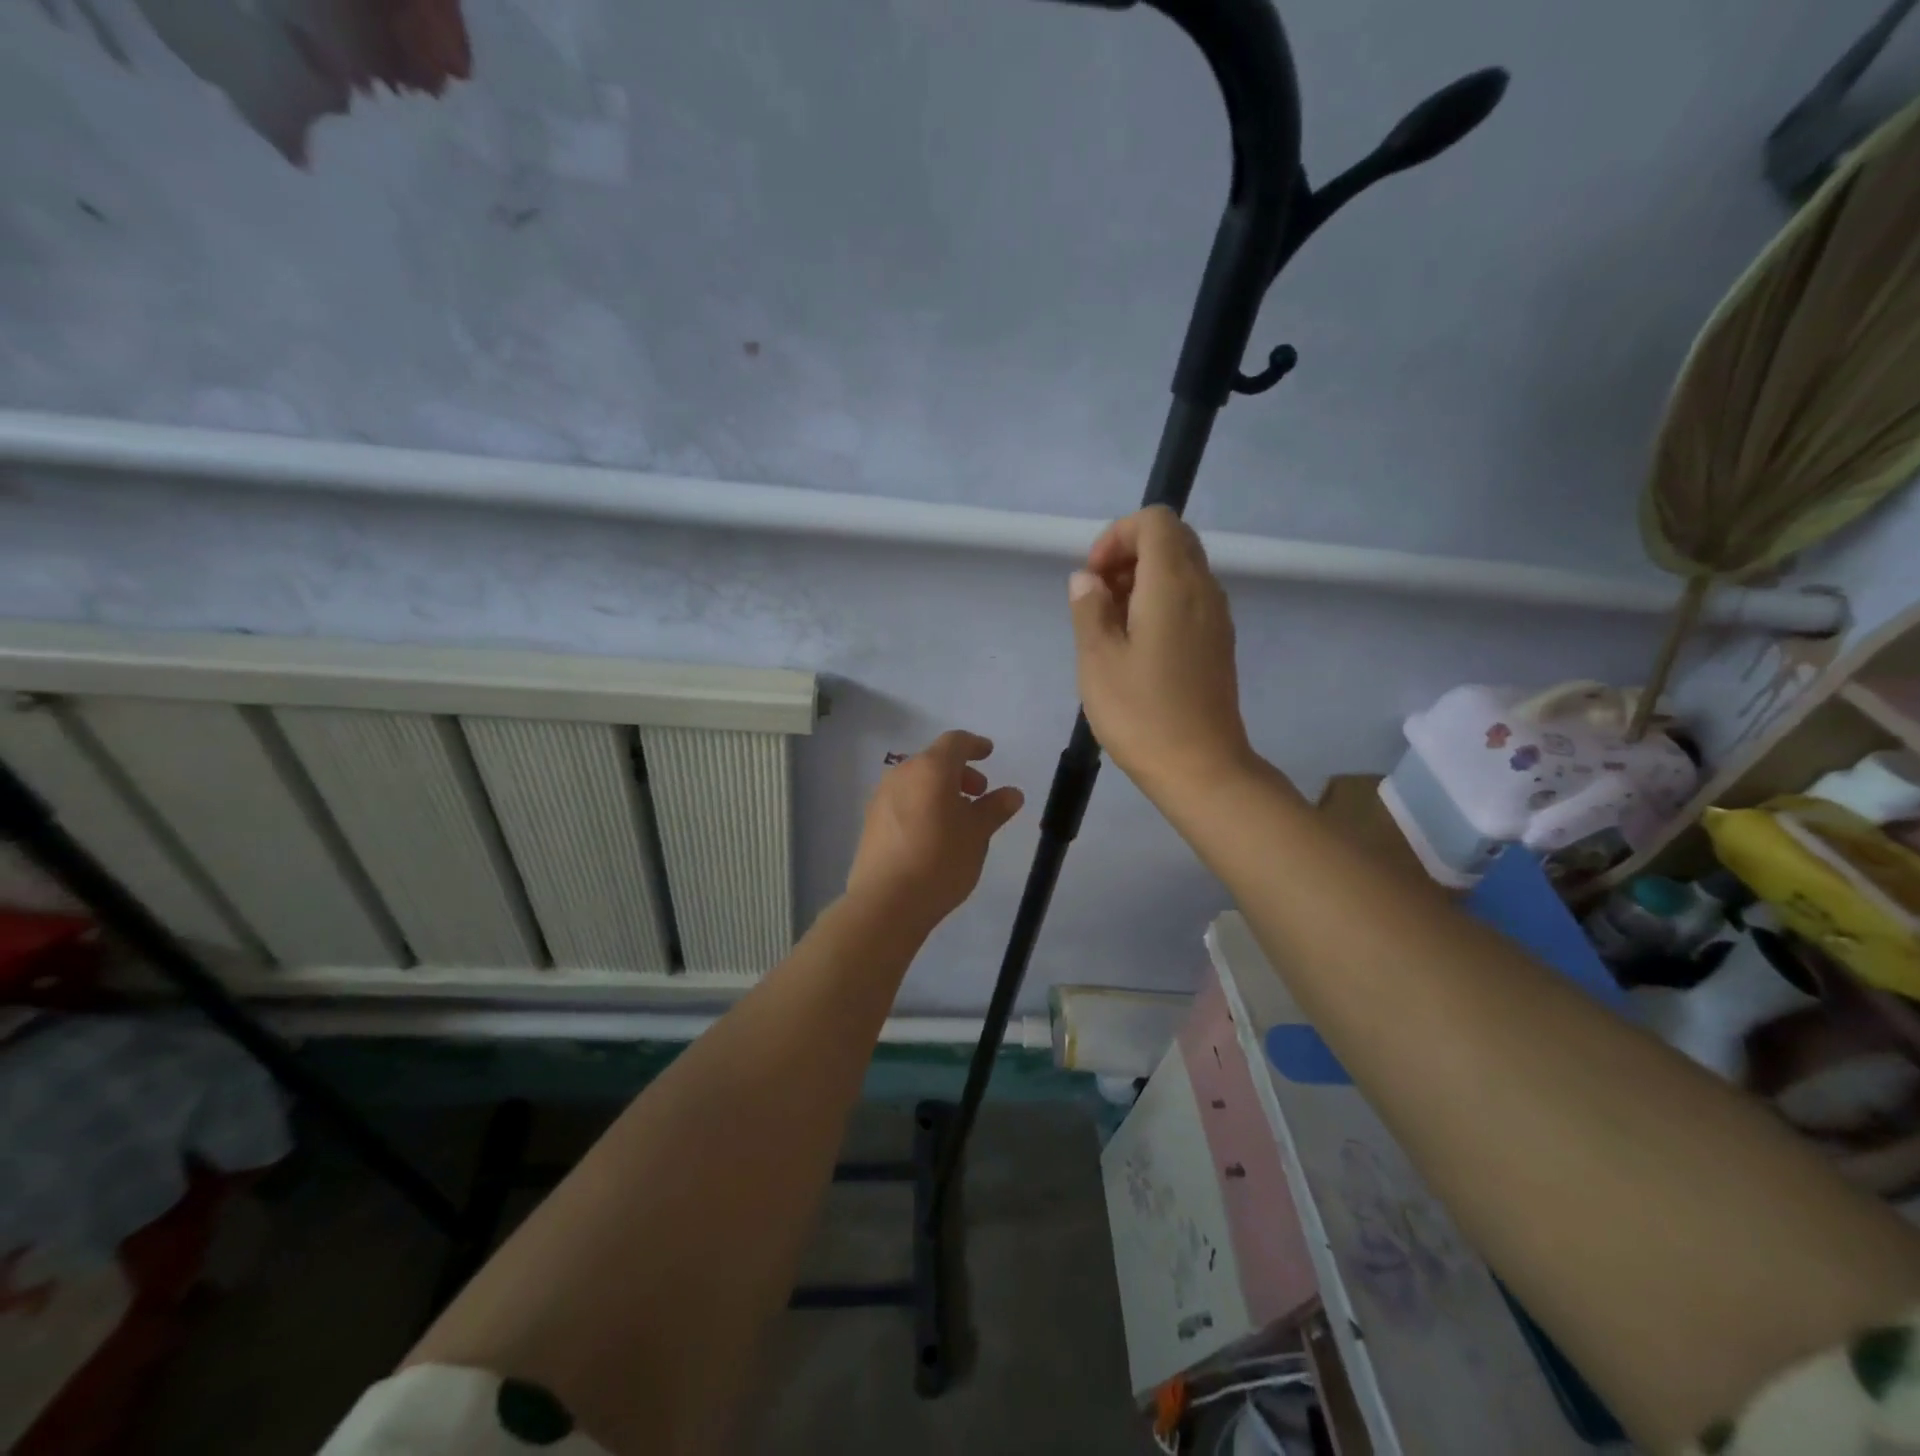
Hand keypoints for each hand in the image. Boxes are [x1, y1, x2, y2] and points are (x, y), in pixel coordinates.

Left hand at [846, 730, 1024, 929]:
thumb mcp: (977, 834)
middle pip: (934, 761)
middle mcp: (902, 774)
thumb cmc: (940, 860)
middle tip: (980, 793)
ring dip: (940, 790)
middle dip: (959, 772)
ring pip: (917, 782)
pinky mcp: (871, 821)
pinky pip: (903, 801)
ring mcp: (881, 797)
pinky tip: (933, 833)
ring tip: (959, 818)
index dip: (974, 745)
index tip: (988, 753)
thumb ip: (995, 808)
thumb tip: (1012, 793)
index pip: (955, 742)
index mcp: (930, 769)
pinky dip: (922, 805)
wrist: (886, 901)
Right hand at [1069, 506, 1255, 798]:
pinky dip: (1160, 602)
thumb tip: (1087, 580)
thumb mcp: (1097, 660)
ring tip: (1111, 625)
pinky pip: (1190, 599)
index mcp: (1173, 585)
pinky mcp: (1218, 643)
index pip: (1154, 521)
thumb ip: (1089, 608)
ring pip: (1182, 569)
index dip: (1116, 536)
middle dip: (1128, 555)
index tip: (1092, 577)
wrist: (1201, 768)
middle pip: (1171, 540)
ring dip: (1143, 580)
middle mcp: (1203, 590)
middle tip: (1098, 598)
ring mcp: (1217, 617)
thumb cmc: (1141, 714)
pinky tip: (1136, 645)